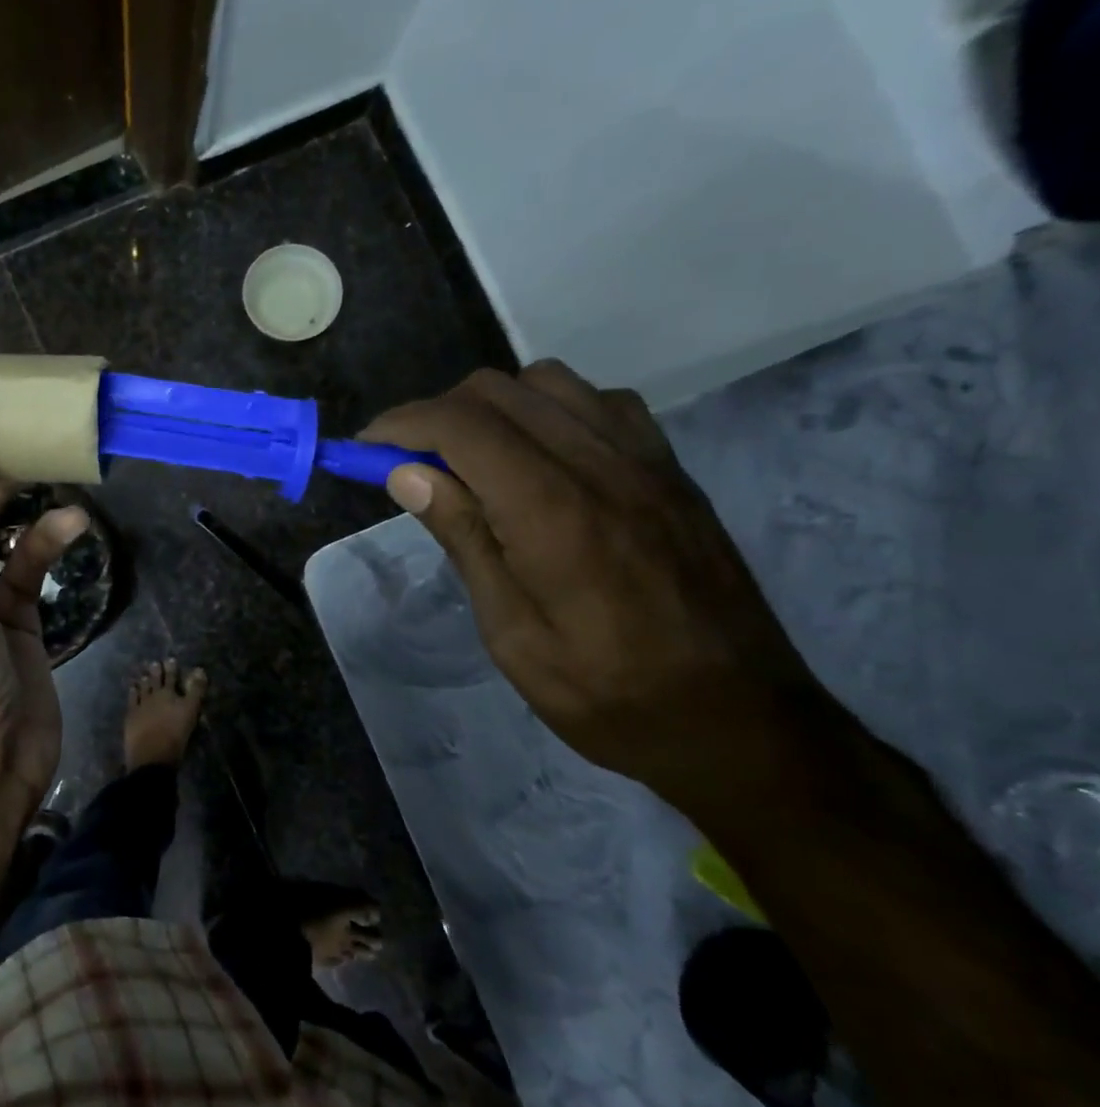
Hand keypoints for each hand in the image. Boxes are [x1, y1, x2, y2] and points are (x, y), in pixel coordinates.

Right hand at [361, 361, 826, 806]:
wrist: (742, 724)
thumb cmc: (609, 695)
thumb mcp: (513, 636)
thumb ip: (465, 540)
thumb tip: (407, 473)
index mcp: (554, 512)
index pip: (462, 426)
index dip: (401, 424)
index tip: (364, 449)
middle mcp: (601, 465)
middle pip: (498, 390)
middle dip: (437, 414)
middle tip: (409, 464)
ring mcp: (646, 461)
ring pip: (548, 382)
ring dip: (492, 407)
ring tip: (472, 460)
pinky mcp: (671, 470)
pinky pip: (599, 402)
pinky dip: (549, 410)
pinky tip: (539, 458)